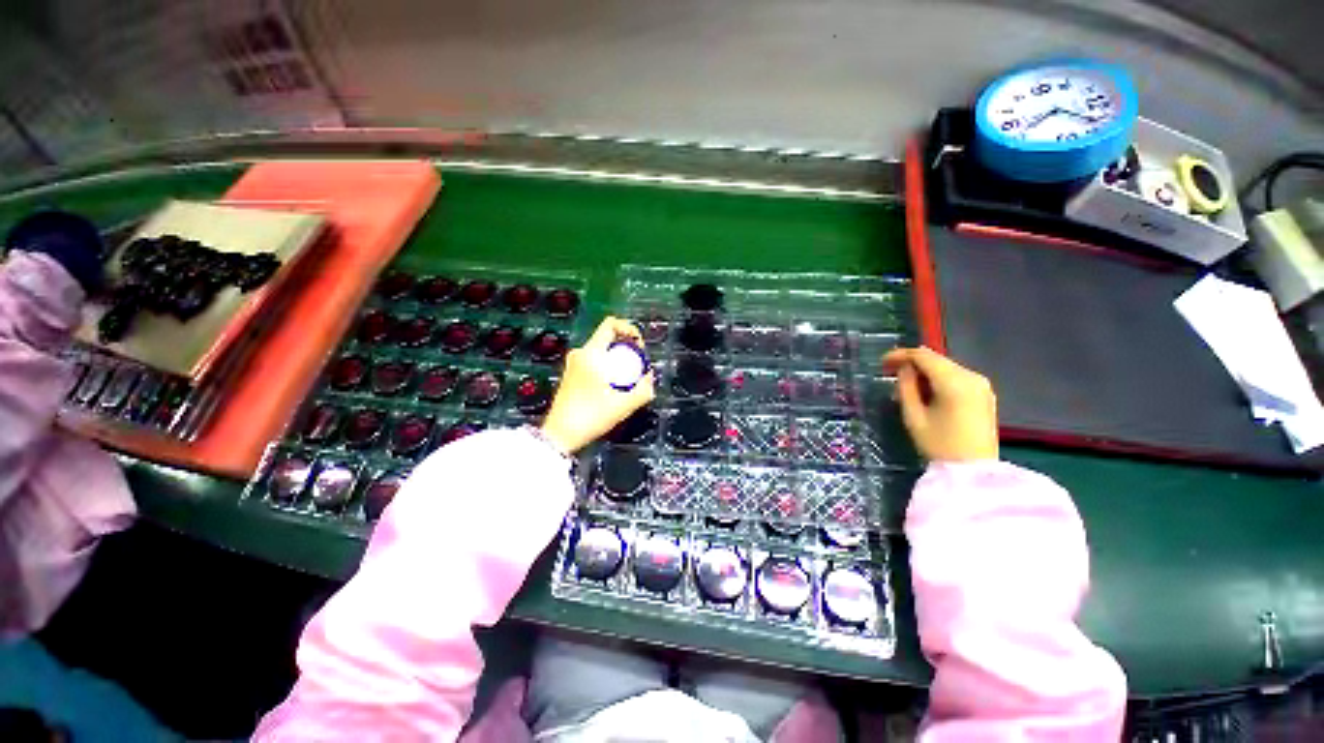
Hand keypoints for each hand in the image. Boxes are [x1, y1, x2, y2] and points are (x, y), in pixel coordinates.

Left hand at [540, 317, 655, 453]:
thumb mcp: (625, 404)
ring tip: (627, 380)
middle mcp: (580, 353)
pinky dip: (607, 368)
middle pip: (609, 338)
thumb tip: (649, 376)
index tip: (639, 347)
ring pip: (602, 351)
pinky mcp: (571, 374)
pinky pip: (595, 361)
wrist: (561, 434)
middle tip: (637, 366)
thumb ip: (644, 388)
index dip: (629, 329)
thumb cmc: (592, 415)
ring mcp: (573, 364)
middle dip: (627, 349)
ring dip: (618, 360)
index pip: (611, 323)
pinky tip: (613, 387)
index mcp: (592, 353)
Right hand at [882, 347, 998, 461]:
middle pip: (937, 359)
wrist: (974, 472)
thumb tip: (903, 369)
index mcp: (954, 382)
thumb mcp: (913, 416)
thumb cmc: (939, 445)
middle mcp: (972, 377)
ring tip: (905, 383)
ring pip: (946, 367)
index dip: (900, 354)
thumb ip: (906, 388)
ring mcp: (981, 385)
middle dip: (912, 362)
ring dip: (925, 370)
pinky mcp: (984, 394)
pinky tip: (926, 390)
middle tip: (890, 371)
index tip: (882, 362)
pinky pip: (957, 377)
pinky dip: (938, 378)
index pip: (924, 356)